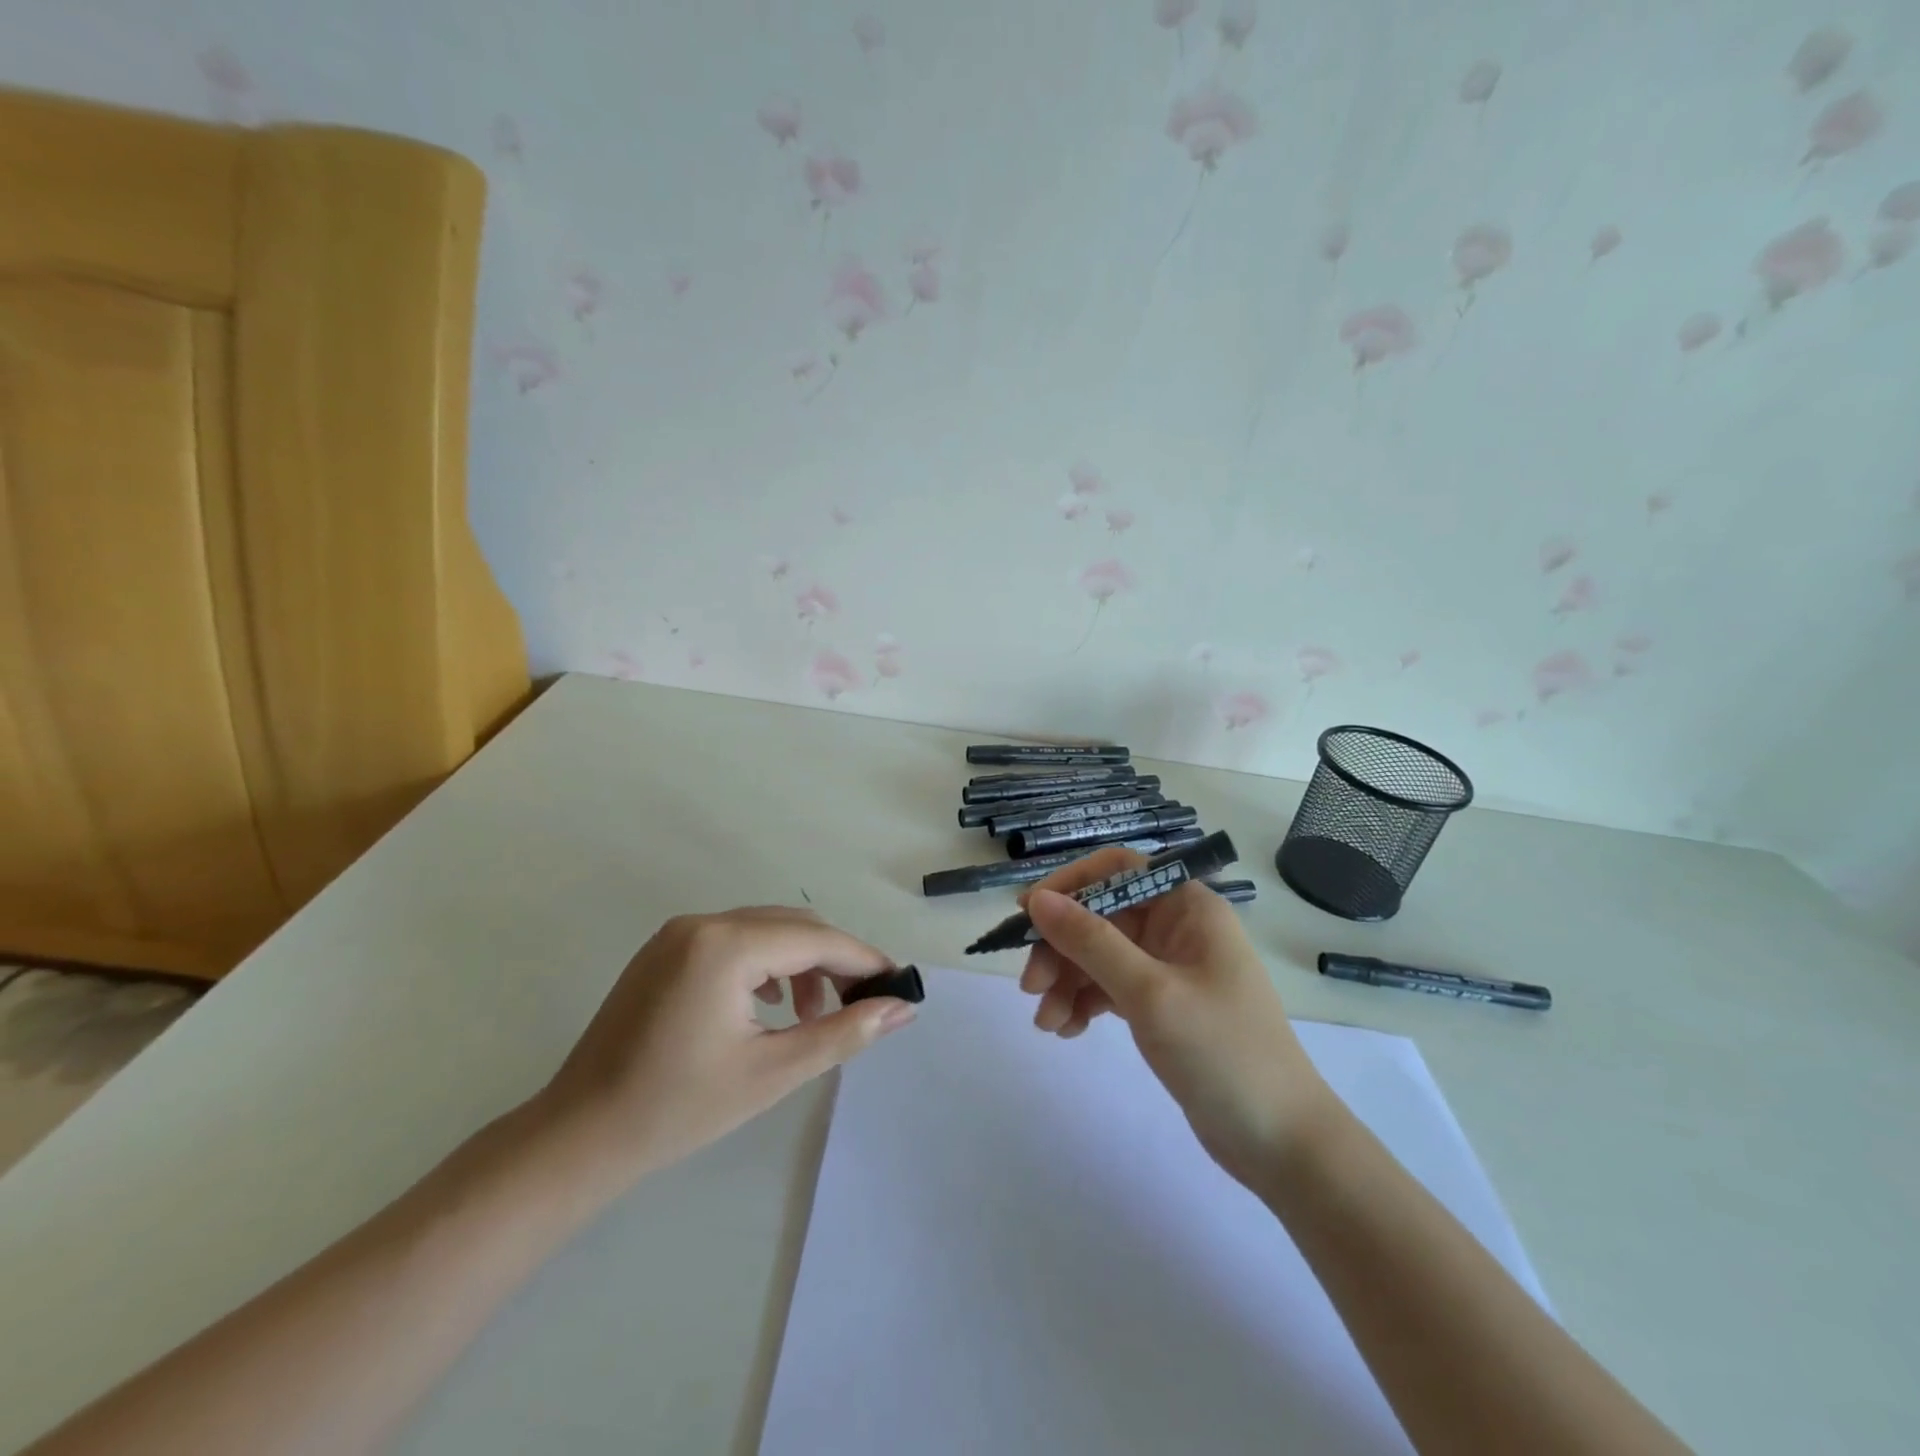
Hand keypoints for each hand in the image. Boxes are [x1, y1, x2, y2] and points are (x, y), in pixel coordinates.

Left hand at [534, 907, 915, 1188]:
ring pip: (765, 930)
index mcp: (725, 946)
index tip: (898, 983)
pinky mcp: (665, 949)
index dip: (863, 960)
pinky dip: (765, 963)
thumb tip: (901, 1008)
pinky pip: (734, 940)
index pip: (815, 939)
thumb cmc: (678, 1109)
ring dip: (800, 962)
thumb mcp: (772, 1071)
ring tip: (813, 1013)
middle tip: (862, 1003)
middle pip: (792, 926)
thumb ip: (843, 1032)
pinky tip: (770, 1004)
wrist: (579, 1136)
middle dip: (834, 960)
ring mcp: (678, 933)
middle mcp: (702, 923)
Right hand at [1018, 849, 1330, 1185]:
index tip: (1028, 914)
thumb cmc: (1222, 1053)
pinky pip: (1110, 987)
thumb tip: (1037, 899)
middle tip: (1030, 987)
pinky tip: (1067, 1030)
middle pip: (1101, 916)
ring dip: (1067, 981)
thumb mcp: (1150, 993)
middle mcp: (1177, 927)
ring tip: (1047, 1023)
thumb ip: (1090, 941)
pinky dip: (1085, 1002)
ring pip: (1100, 954)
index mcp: (1187, 907)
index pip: (1117, 870)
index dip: (1069, 884)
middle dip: (1061, 947)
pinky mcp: (1162, 1004)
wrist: (1281, 1142)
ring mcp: (1169, 967)